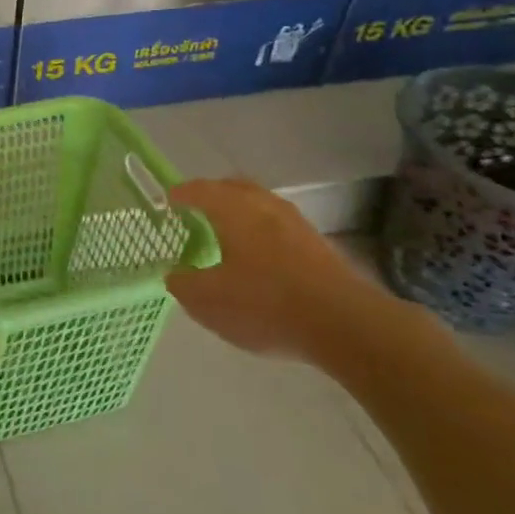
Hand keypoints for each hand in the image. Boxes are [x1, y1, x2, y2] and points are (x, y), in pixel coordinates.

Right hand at [165, 179, 403, 362]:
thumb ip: (184, 285)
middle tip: (197, 208)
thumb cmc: (265, 304)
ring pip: (262, 206)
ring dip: (243, 212)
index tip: (169, 200)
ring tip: (229, 233)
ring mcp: (297, 225)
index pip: (200, 190)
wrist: (346, 325)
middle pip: (235, 188)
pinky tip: (260, 258)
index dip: (181, 194)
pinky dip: (264, 233)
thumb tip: (175, 275)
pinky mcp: (320, 247)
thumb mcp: (208, 301)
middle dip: (214, 194)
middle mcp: (265, 207)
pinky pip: (281, 227)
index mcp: (233, 210)